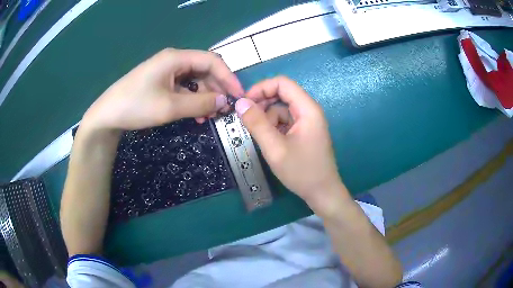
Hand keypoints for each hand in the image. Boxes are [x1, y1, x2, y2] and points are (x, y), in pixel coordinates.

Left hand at [81, 48, 243, 130]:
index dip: (228, 77)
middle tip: (224, 110)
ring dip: (205, 97)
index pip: (212, 61)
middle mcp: (174, 60)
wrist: (107, 115)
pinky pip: (184, 88)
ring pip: (195, 80)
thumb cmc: (136, 106)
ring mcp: (167, 71)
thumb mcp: (170, 106)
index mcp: (176, 58)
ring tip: (209, 116)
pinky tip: (195, 114)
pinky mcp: (161, 81)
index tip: (238, 96)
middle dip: (217, 89)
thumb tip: (224, 101)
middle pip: (204, 70)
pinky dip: (193, 100)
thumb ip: (200, 103)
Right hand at [236, 76, 348, 211]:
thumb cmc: (302, 172)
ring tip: (262, 139)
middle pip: (282, 95)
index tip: (244, 103)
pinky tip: (270, 143)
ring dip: (267, 119)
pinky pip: (285, 122)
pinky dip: (274, 128)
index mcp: (307, 109)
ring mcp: (307, 122)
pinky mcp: (304, 132)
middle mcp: (309, 111)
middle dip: (262, 104)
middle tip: (246, 120)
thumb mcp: (275, 148)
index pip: (282, 83)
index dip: (261, 88)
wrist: (322, 193)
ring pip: (281, 110)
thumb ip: (256, 124)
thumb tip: (240, 103)